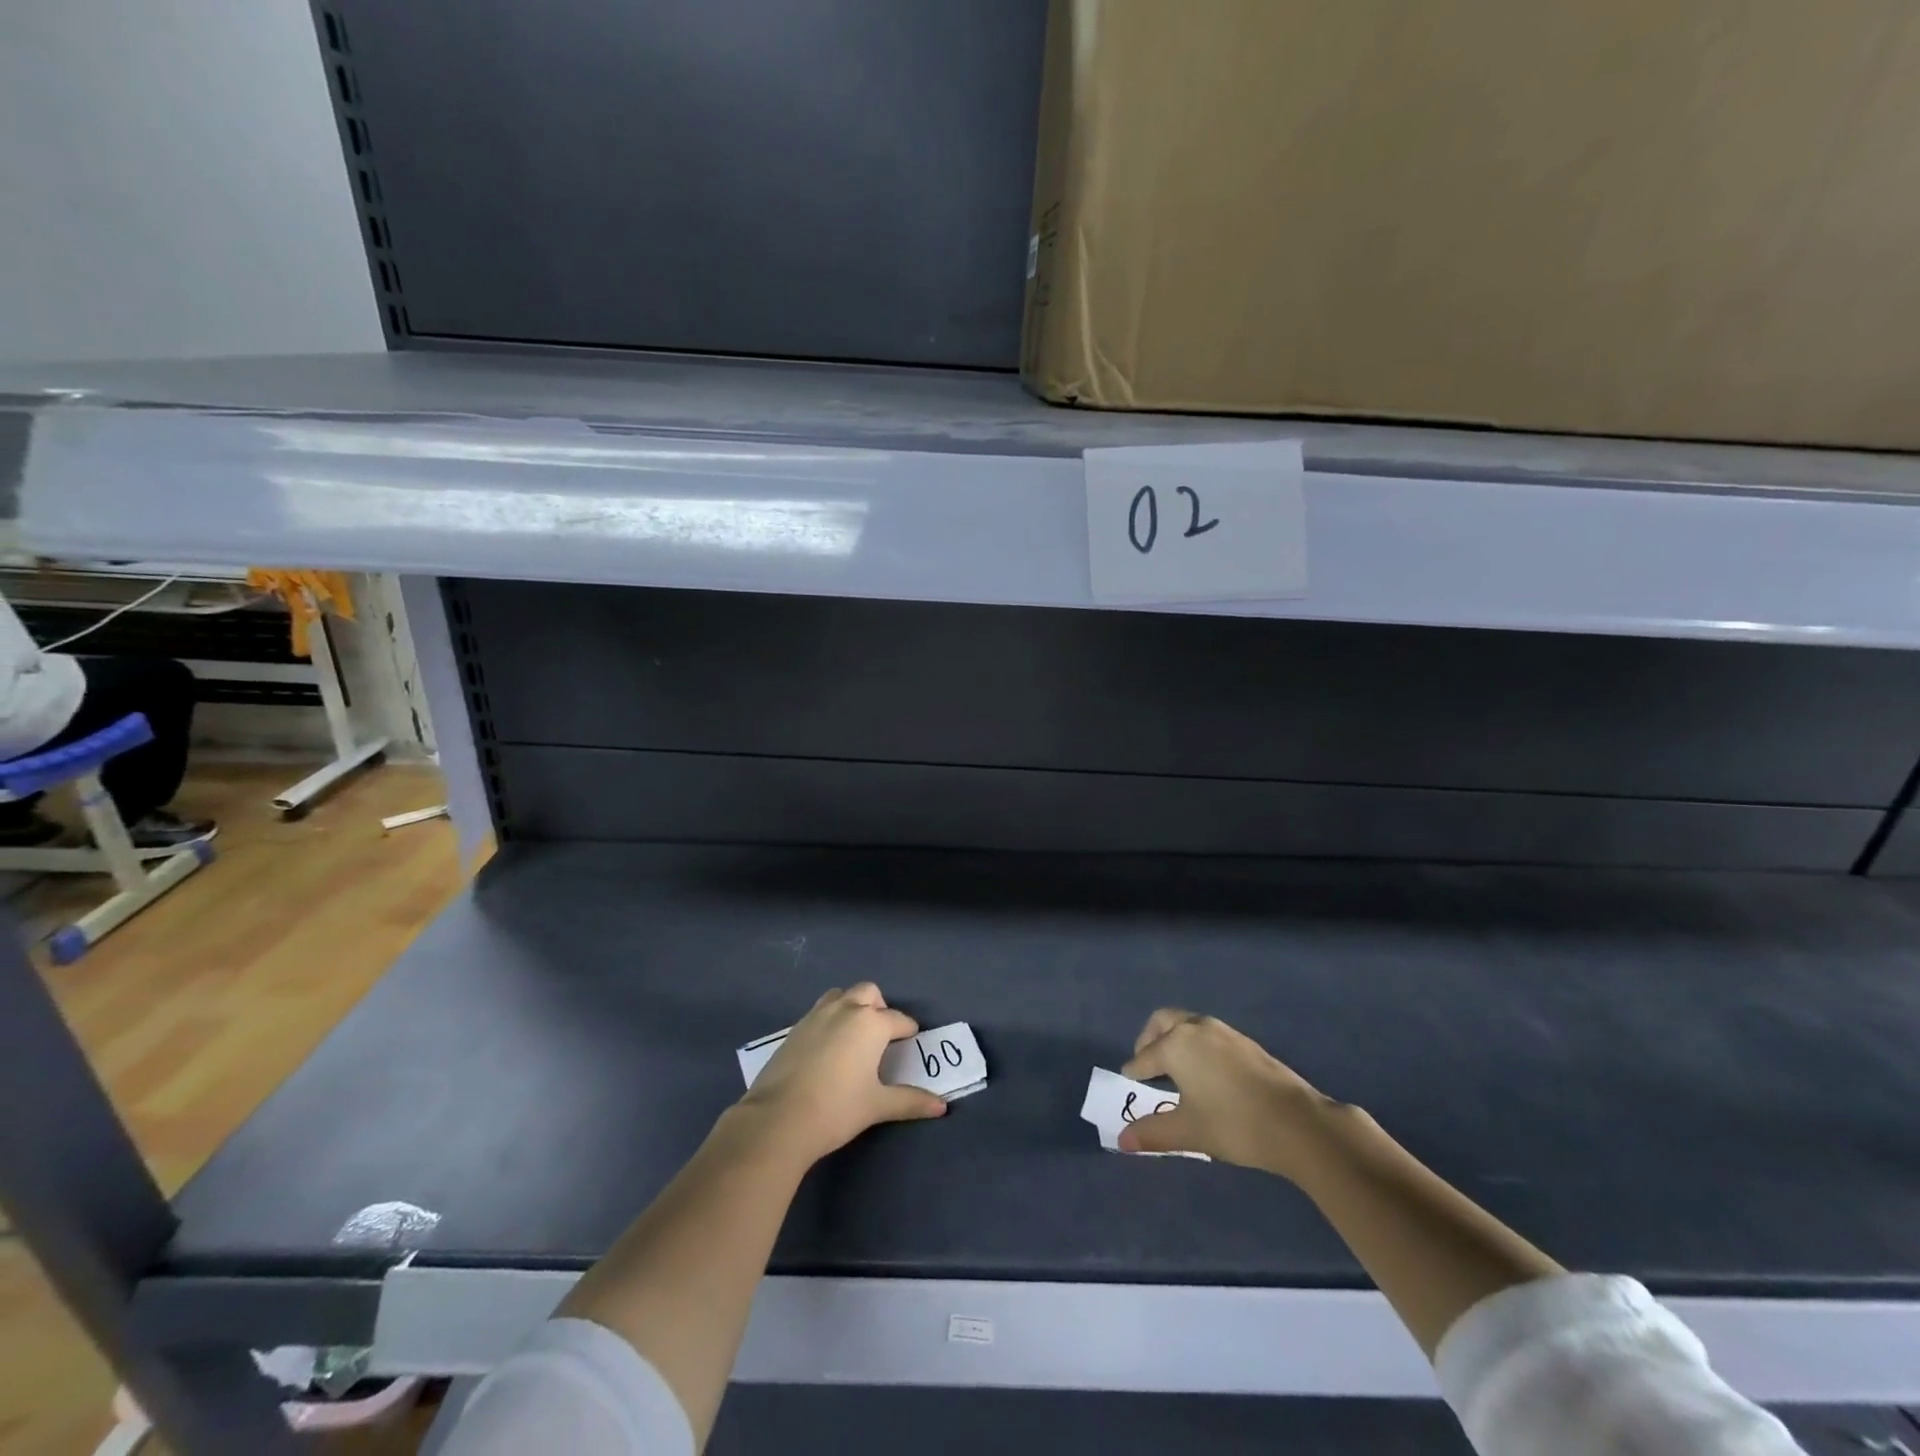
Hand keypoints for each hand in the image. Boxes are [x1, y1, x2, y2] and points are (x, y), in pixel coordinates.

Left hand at [738, 983, 945, 1164]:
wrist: (778, 1119)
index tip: (911, 1042)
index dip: (908, 1031)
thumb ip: (911, 1101)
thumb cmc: (837, 1109)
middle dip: (879, 1008)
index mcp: (871, 1023)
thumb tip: (942, 1106)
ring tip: (854, 1036)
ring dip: (852, 1007)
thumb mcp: (877, 1105)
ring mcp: (816, 1016)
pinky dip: (830, 1020)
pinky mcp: (794, 1029)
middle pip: (869, 993)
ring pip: (840, 996)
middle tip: (881, 1036)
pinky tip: (827, 1049)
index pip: (898, 1020)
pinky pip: (819, 1012)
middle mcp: (845, 1010)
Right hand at [1117, 1009, 1336, 1177]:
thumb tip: (1122, 1139)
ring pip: (1188, 1024)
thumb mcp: (1188, 1131)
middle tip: (1147, 1065)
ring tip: (1175, 1070)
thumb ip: (1152, 1133)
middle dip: (1150, 1040)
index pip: (1144, 1057)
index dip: (1134, 1072)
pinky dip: (1197, 1045)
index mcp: (1175, 1044)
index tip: (1128, 1082)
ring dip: (1174, 1039)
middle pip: (1162, 1022)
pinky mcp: (1245, 1042)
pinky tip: (1206, 1073)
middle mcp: (1195, 1028)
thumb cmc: (1233, 1124)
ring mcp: (1223, 1031)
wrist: (1296, 1122)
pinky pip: (1208, 1034)